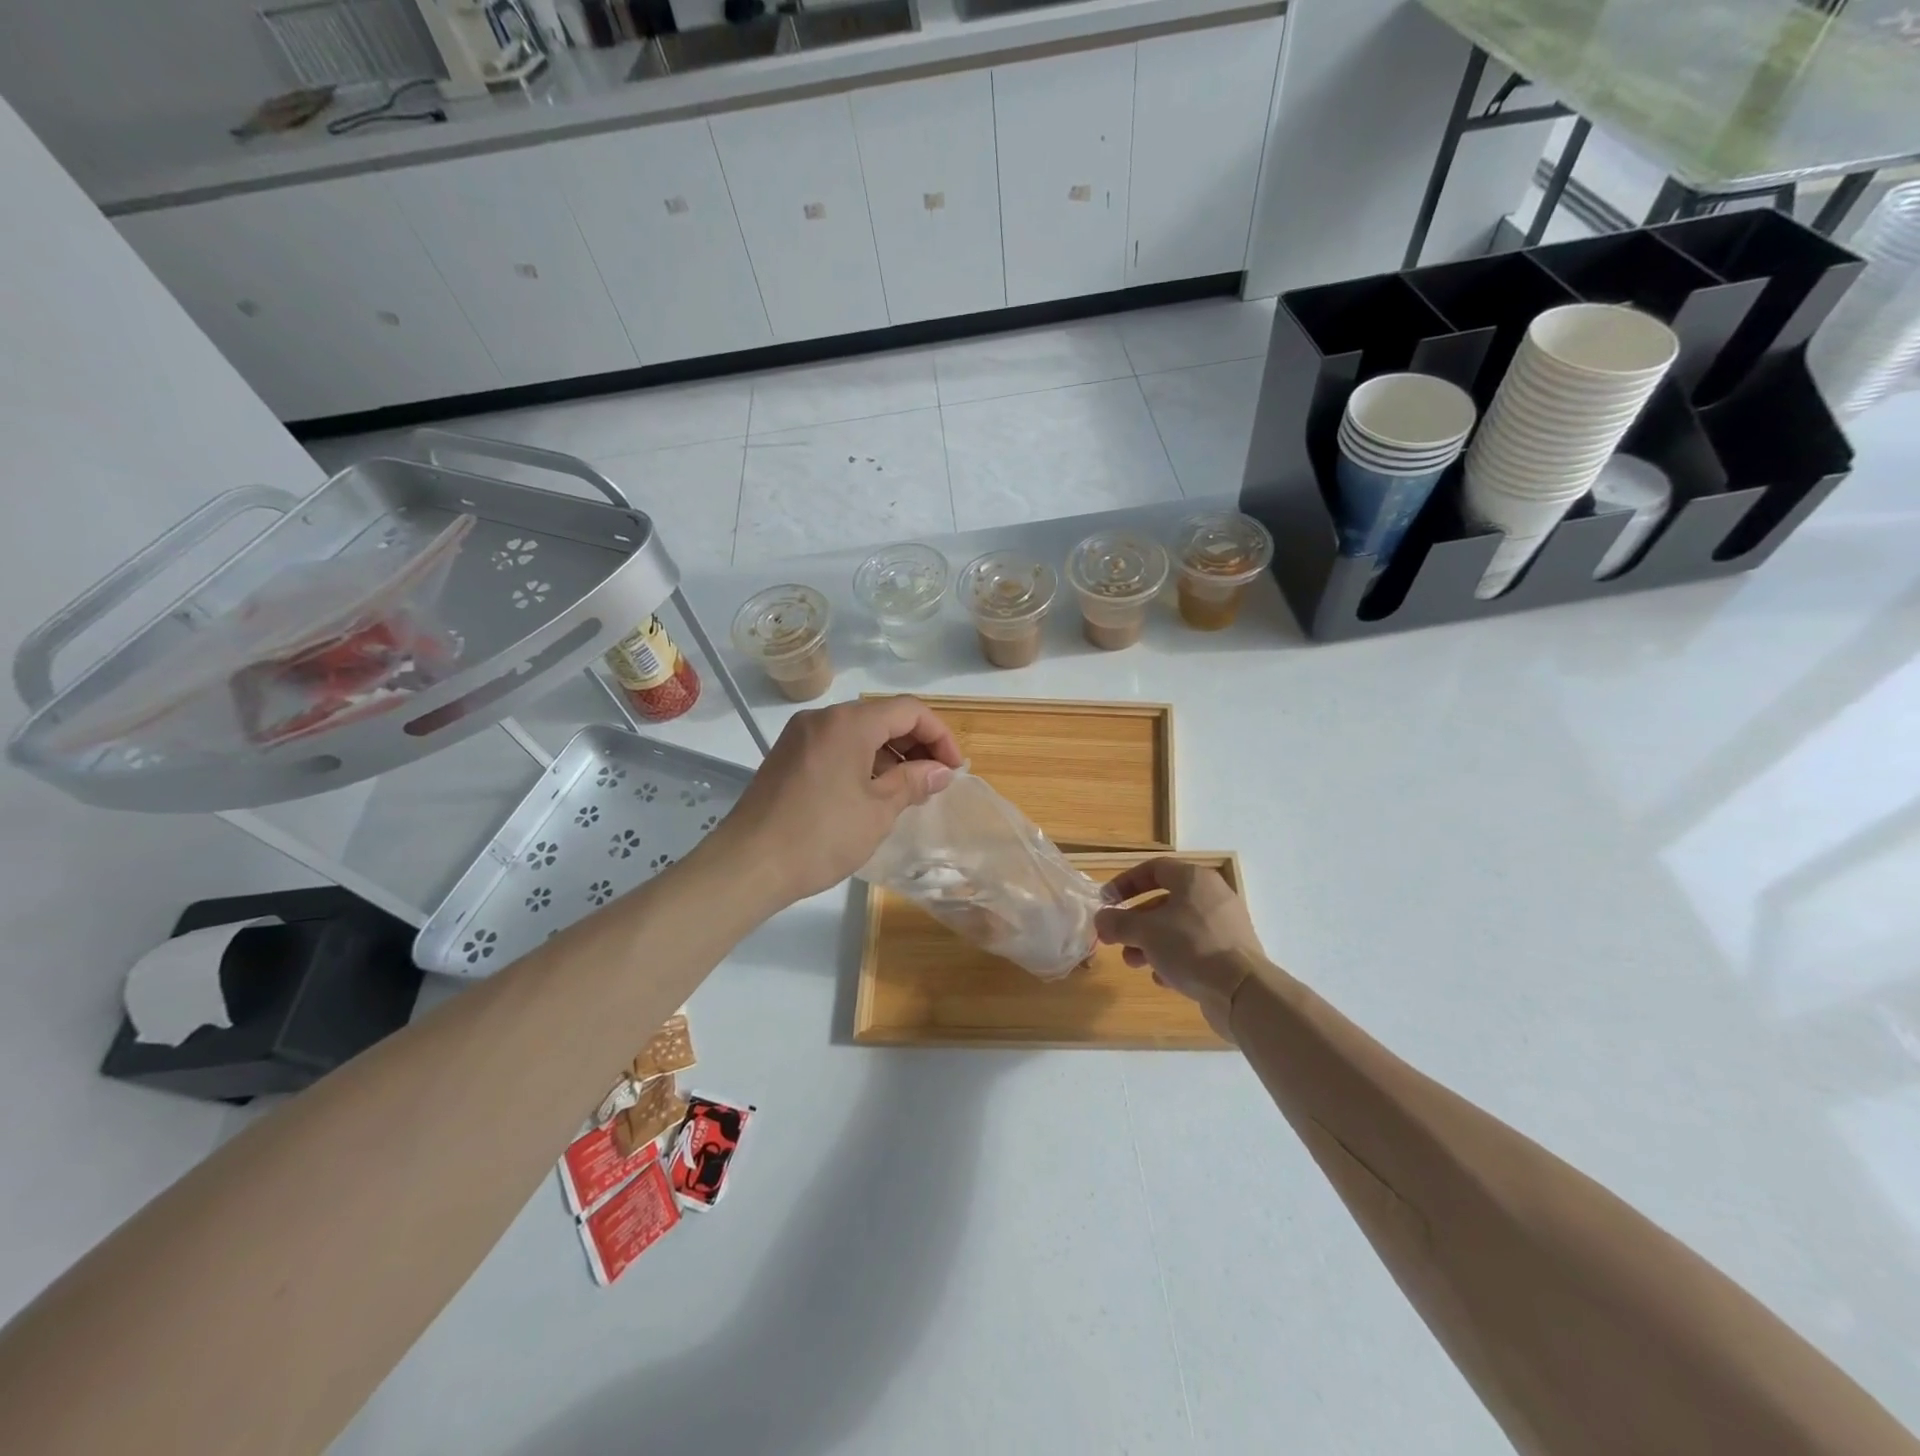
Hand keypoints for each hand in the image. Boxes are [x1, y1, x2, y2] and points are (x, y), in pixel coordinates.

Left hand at [709, 696, 962, 906]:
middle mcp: (823, 719)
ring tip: (908, 789)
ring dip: (889, 753)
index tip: (953, 769)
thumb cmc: (821, 836)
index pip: (908, 710)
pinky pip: (836, 745)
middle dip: (915, 743)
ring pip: (858, 731)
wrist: (749, 864)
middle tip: (935, 779)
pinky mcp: (788, 756)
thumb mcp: (878, 810)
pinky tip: (873, 791)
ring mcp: (800, 736)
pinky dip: (862, 760)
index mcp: (848, 723)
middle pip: (882, 716)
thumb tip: (941, 771)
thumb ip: (914, 782)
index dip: (939, 735)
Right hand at [1094, 859, 1268, 1040]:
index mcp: (1194, 879)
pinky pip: (1194, 949)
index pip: (1153, 869)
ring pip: (1178, 928)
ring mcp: (1225, 925)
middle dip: (1135, 922)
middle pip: (1164, 901)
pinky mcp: (1231, 953)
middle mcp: (1212, 896)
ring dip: (1150, 943)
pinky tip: (1162, 978)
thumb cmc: (1190, 947)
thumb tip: (1101, 919)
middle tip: (1115, 939)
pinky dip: (1174, 959)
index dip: (1125, 883)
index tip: (1106, 901)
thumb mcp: (1145, 931)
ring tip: (1133, 962)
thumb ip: (1118, 922)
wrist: (1242, 990)